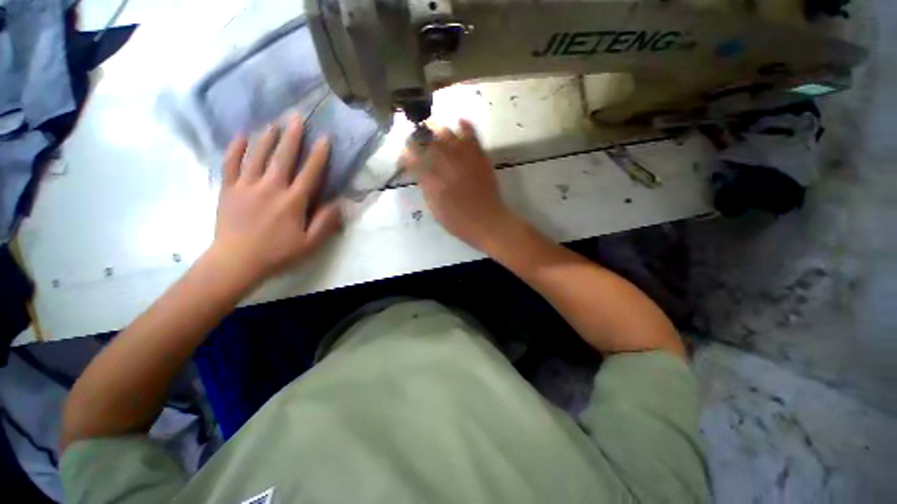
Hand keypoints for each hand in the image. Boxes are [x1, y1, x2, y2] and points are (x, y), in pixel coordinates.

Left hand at [210, 116, 340, 281]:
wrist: (236, 262)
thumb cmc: (278, 253)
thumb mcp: (310, 244)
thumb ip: (325, 223)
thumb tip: (338, 203)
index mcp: (293, 201)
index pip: (309, 172)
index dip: (318, 155)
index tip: (324, 138)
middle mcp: (271, 188)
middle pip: (283, 157)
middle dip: (292, 136)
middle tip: (296, 117)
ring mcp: (247, 186)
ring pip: (257, 156)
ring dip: (267, 137)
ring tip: (274, 122)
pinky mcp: (229, 190)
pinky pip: (231, 164)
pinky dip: (235, 149)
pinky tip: (241, 136)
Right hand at [400, 120, 514, 248]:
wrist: (488, 222)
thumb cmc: (460, 223)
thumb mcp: (436, 211)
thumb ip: (427, 191)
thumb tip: (422, 175)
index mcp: (434, 185)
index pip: (415, 163)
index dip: (407, 155)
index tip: (404, 153)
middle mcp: (448, 168)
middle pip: (430, 145)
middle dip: (419, 137)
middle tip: (415, 135)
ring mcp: (465, 162)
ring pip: (449, 137)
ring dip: (438, 129)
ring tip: (432, 126)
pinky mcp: (480, 160)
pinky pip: (473, 138)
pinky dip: (466, 127)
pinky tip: (460, 120)